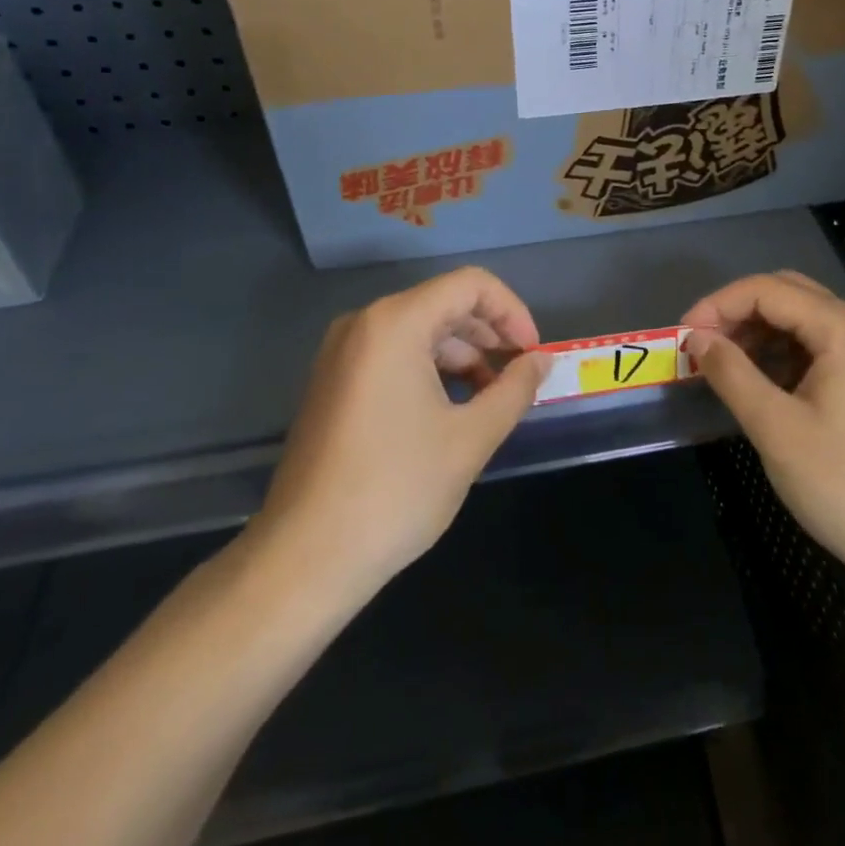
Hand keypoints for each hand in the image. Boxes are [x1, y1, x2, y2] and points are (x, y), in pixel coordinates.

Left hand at [242, 267, 548, 602]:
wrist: (304, 560)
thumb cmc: (395, 490)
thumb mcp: (470, 438)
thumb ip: (514, 389)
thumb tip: (541, 361)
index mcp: (395, 323)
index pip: (471, 285)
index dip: (512, 311)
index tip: (533, 354)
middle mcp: (364, 324)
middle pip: (444, 304)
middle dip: (490, 334)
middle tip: (520, 375)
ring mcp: (342, 353)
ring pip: (420, 331)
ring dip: (463, 355)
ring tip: (491, 399)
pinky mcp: (333, 383)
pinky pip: (394, 355)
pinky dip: (431, 371)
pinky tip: (452, 411)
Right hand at [684, 271, 844, 595]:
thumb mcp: (776, 428)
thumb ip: (731, 373)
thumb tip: (695, 338)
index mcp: (844, 328)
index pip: (768, 290)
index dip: (718, 305)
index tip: (682, 338)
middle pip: (786, 294)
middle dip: (737, 312)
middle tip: (699, 345)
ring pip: (800, 318)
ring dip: (757, 331)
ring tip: (720, 363)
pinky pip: (815, 345)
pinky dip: (780, 352)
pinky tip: (757, 380)